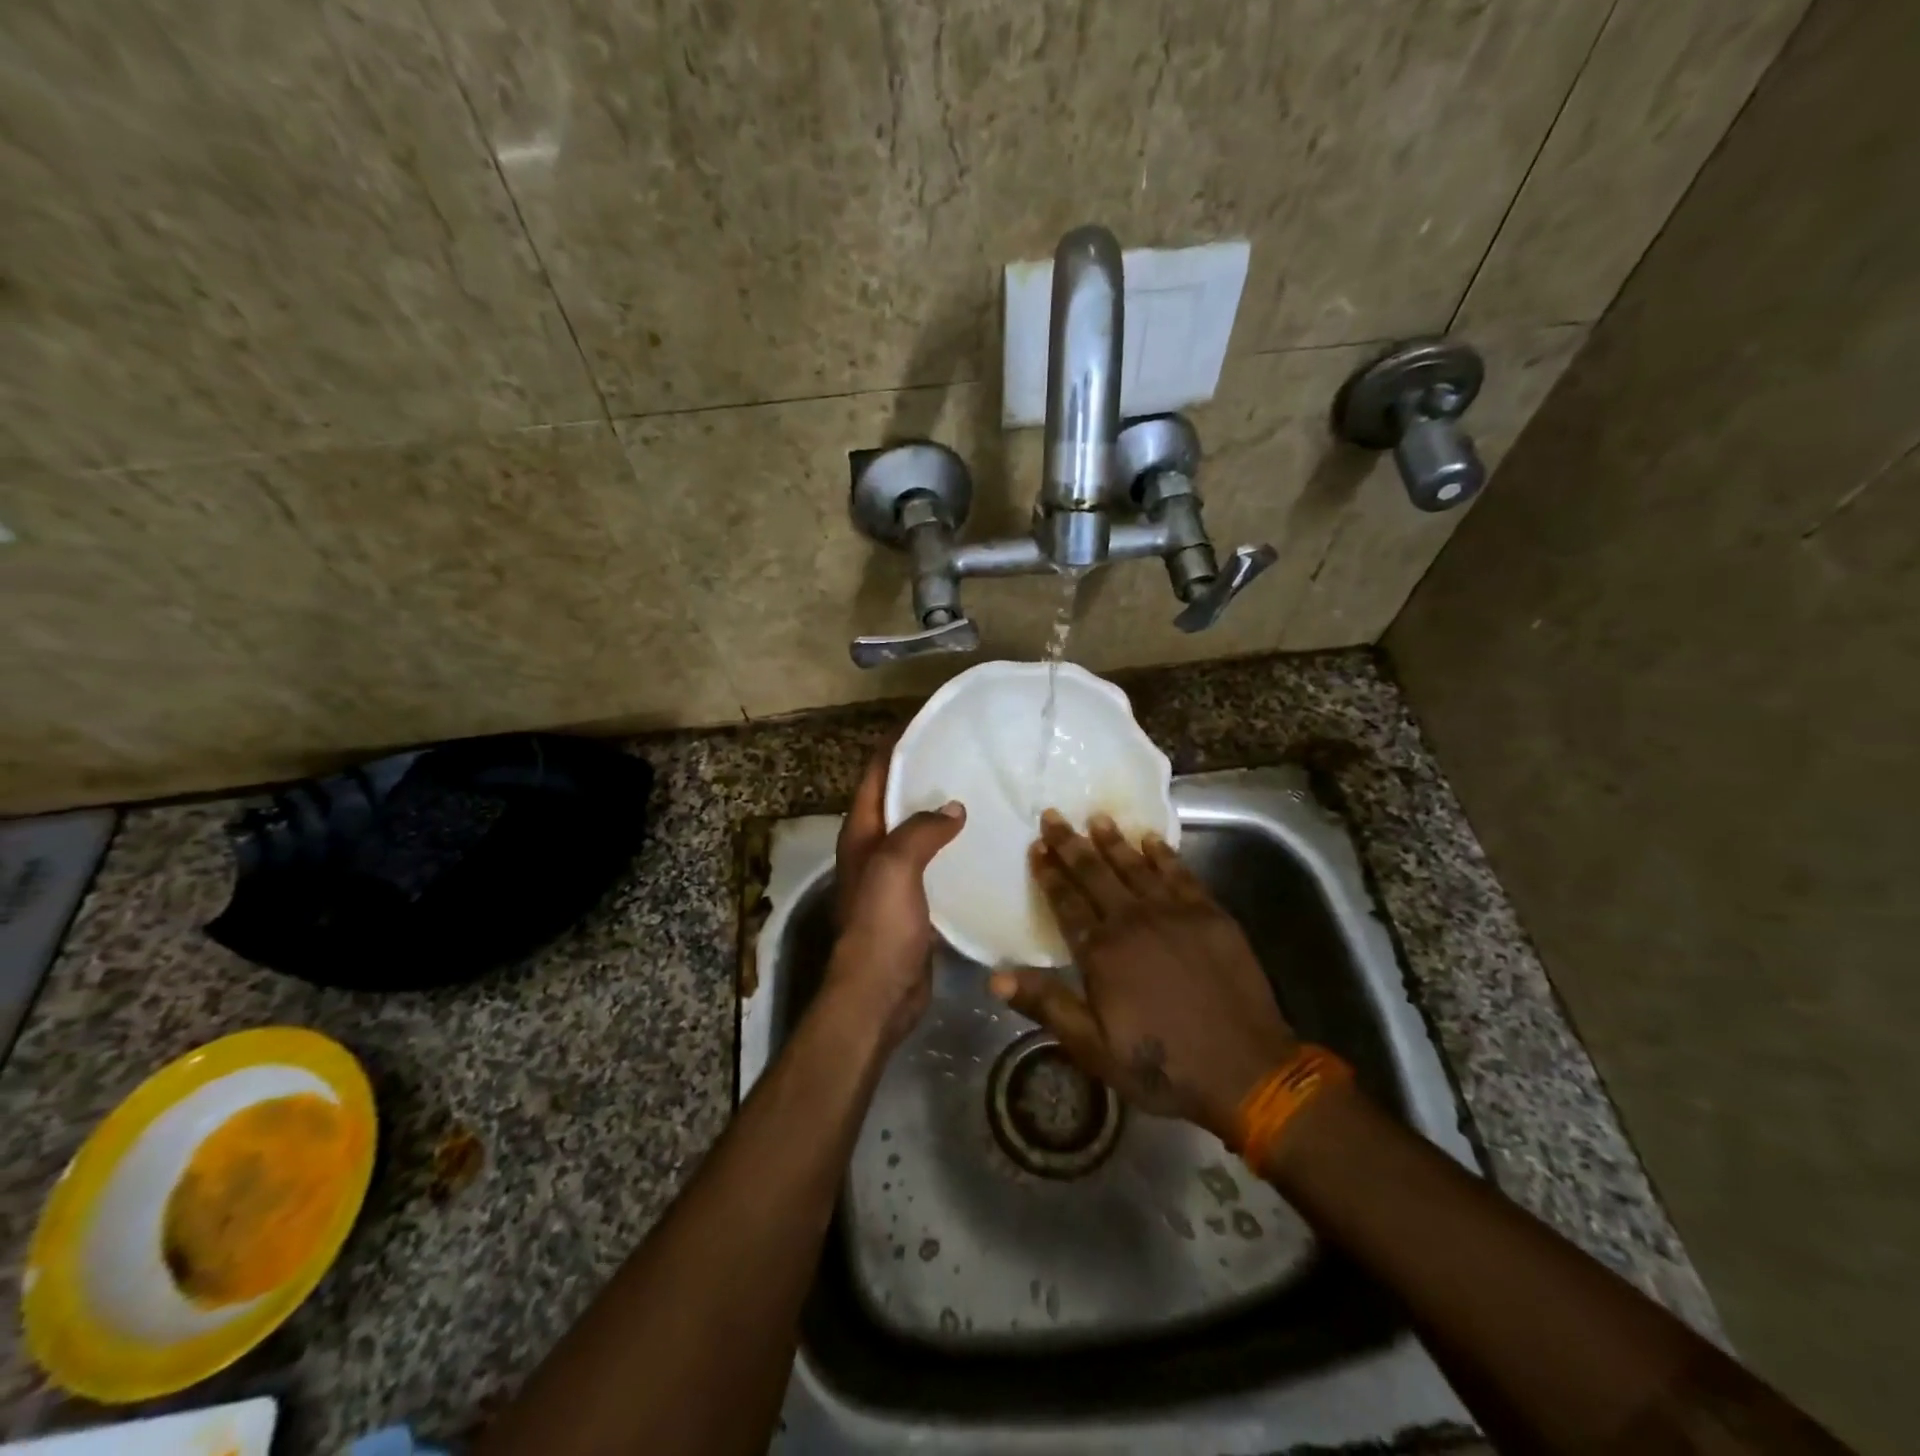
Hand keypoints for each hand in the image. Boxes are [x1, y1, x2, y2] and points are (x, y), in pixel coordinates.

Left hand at [824, 744, 965, 1048]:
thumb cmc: (880, 924)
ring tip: (980, 792)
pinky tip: (981, 842)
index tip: (929, 723)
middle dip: (925, 776)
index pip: (876, 775)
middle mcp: (873, 849)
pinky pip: (934, 863)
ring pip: (918, 831)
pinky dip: (953, 847)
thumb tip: (954, 807)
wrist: (880, 992)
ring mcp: (893, 876)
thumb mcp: (896, 865)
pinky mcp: (915, 901)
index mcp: (861, 833)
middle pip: (898, 800)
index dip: (897, 746)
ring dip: (941, 812)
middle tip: (966, 755)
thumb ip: (922, 829)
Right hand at [989, 810, 1297, 1140]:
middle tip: (1053, 815)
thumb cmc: (1162, 1065)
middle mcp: (1133, 921)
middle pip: (1095, 874)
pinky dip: (1163, 854)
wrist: (1245, 1071)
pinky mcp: (1210, 915)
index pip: (1066, 902)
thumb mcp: (1093, 1048)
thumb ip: (1046, 1006)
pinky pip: (1180, 874)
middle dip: (1071, 844)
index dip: (1049, 874)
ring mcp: (1174, 913)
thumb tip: (996, 977)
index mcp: (1101, 952)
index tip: (1036, 847)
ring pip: (1135, 867)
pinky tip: (1151, 839)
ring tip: (1096, 818)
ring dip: (1113, 841)